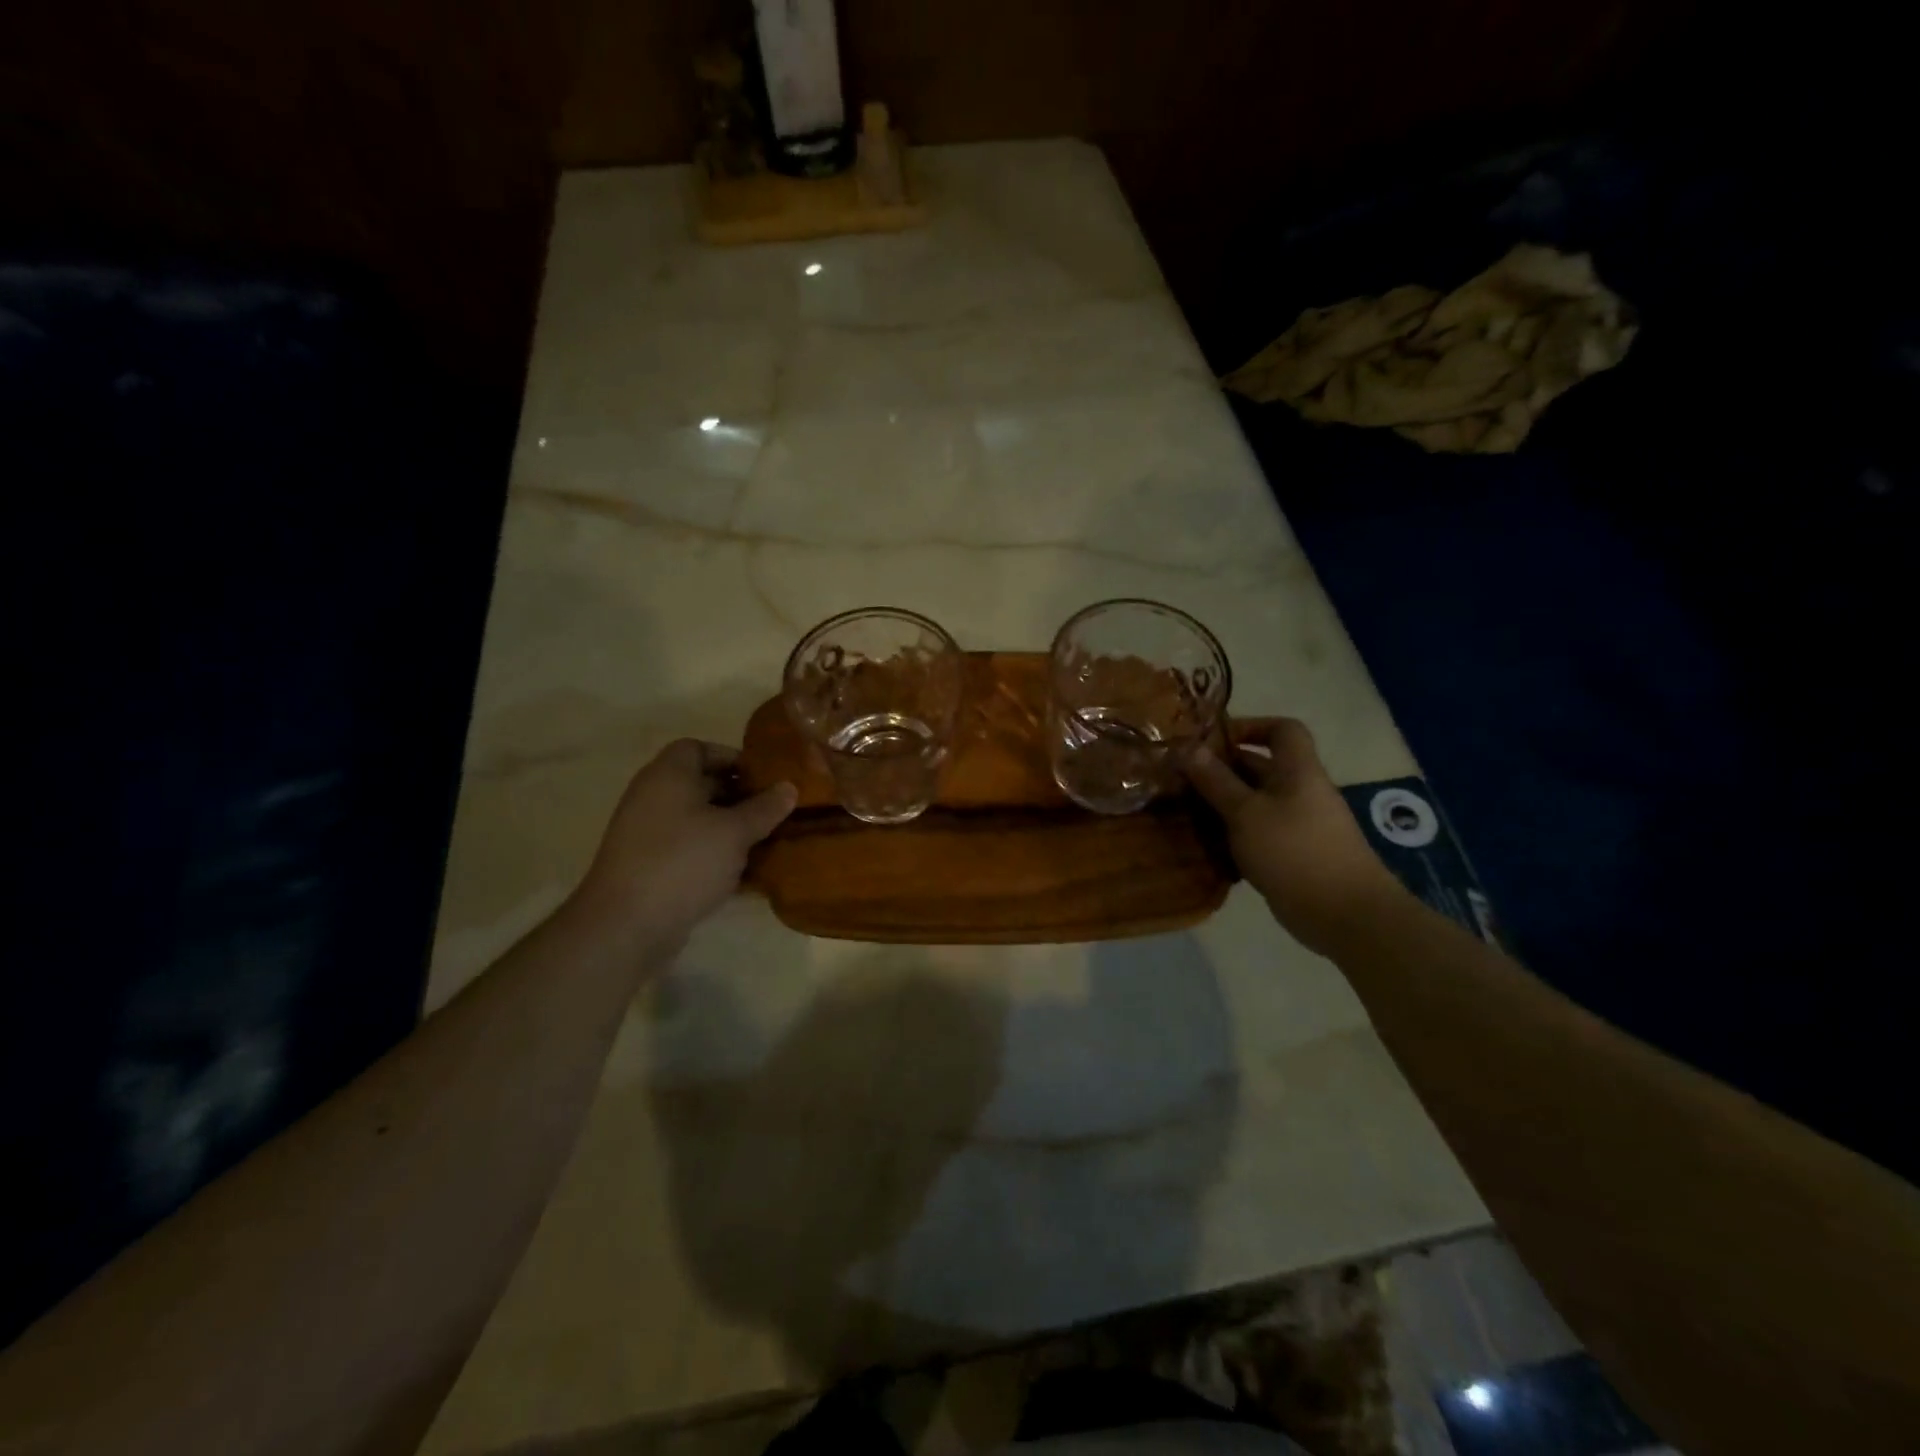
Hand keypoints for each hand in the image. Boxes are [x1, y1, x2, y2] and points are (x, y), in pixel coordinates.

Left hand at [574, 739, 795, 950]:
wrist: (626, 925)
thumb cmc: (683, 862)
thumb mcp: (735, 832)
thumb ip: (764, 808)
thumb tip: (789, 787)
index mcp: (668, 775)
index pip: (698, 748)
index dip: (731, 757)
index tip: (763, 777)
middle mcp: (652, 797)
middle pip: (699, 784)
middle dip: (738, 795)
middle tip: (773, 810)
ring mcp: (646, 833)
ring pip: (696, 820)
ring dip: (728, 828)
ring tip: (765, 841)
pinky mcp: (648, 866)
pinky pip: (687, 848)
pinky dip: (713, 854)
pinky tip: (742, 873)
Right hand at [1185, 717, 1408, 954]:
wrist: (1344, 914)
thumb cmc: (1294, 851)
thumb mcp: (1246, 812)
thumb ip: (1216, 781)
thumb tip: (1188, 748)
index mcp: (1298, 770)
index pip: (1283, 730)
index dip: (1252, 726)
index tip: (1215, 739)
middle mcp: (1301, 791)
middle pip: (1262, 767)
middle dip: (1224, 769)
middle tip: (1183, 777)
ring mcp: (1300, 825)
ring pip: (1257, 802)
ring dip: (1224, 804)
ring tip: (1187, 810)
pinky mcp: (1293, 855)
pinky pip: (1259, 832)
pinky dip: (1235, 833)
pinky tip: (1207, 844)